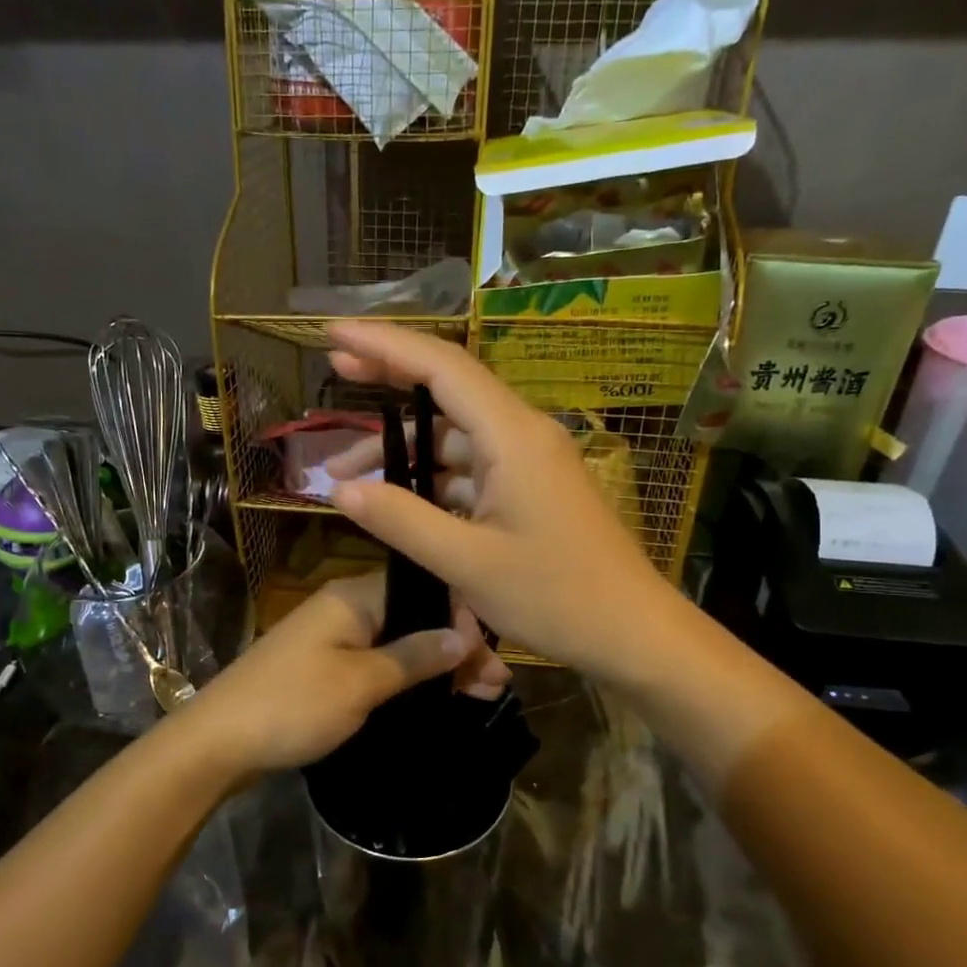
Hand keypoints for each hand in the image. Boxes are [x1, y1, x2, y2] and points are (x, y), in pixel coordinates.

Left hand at [176, 571, 509, 780]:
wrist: (217, 743)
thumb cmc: (293, 705)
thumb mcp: (362, 682)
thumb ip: (415, 655)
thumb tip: (465, 634)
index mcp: (354, 597)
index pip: (423, 588)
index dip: (462, 617)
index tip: (493, 655)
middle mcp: (346, 607)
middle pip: (415, 616)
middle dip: (457, 647)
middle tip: (497, 685)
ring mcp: (334, 636)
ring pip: (401, 641)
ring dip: (438, 665)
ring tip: (481, 694)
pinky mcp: (327, 665)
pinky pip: (380, 660)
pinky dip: (410, 676)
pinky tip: (438, 695)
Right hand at [323, 320, 680, 682]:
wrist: (633, 633)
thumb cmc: (556, 597)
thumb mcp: (467, 563)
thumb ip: (401, 520)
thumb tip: (341, 490)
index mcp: (512, 437)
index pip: (440, 367)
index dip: (384, 345)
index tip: (334, 334)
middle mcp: (523, 434)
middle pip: (448, 388)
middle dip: (389, 378)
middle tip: (334, 371)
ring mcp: (529, 461)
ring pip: (455, 436)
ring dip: (403, 448)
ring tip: (342, 473)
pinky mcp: (531, 488)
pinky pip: (472, 466)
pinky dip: (431, 477)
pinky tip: (397, 499)